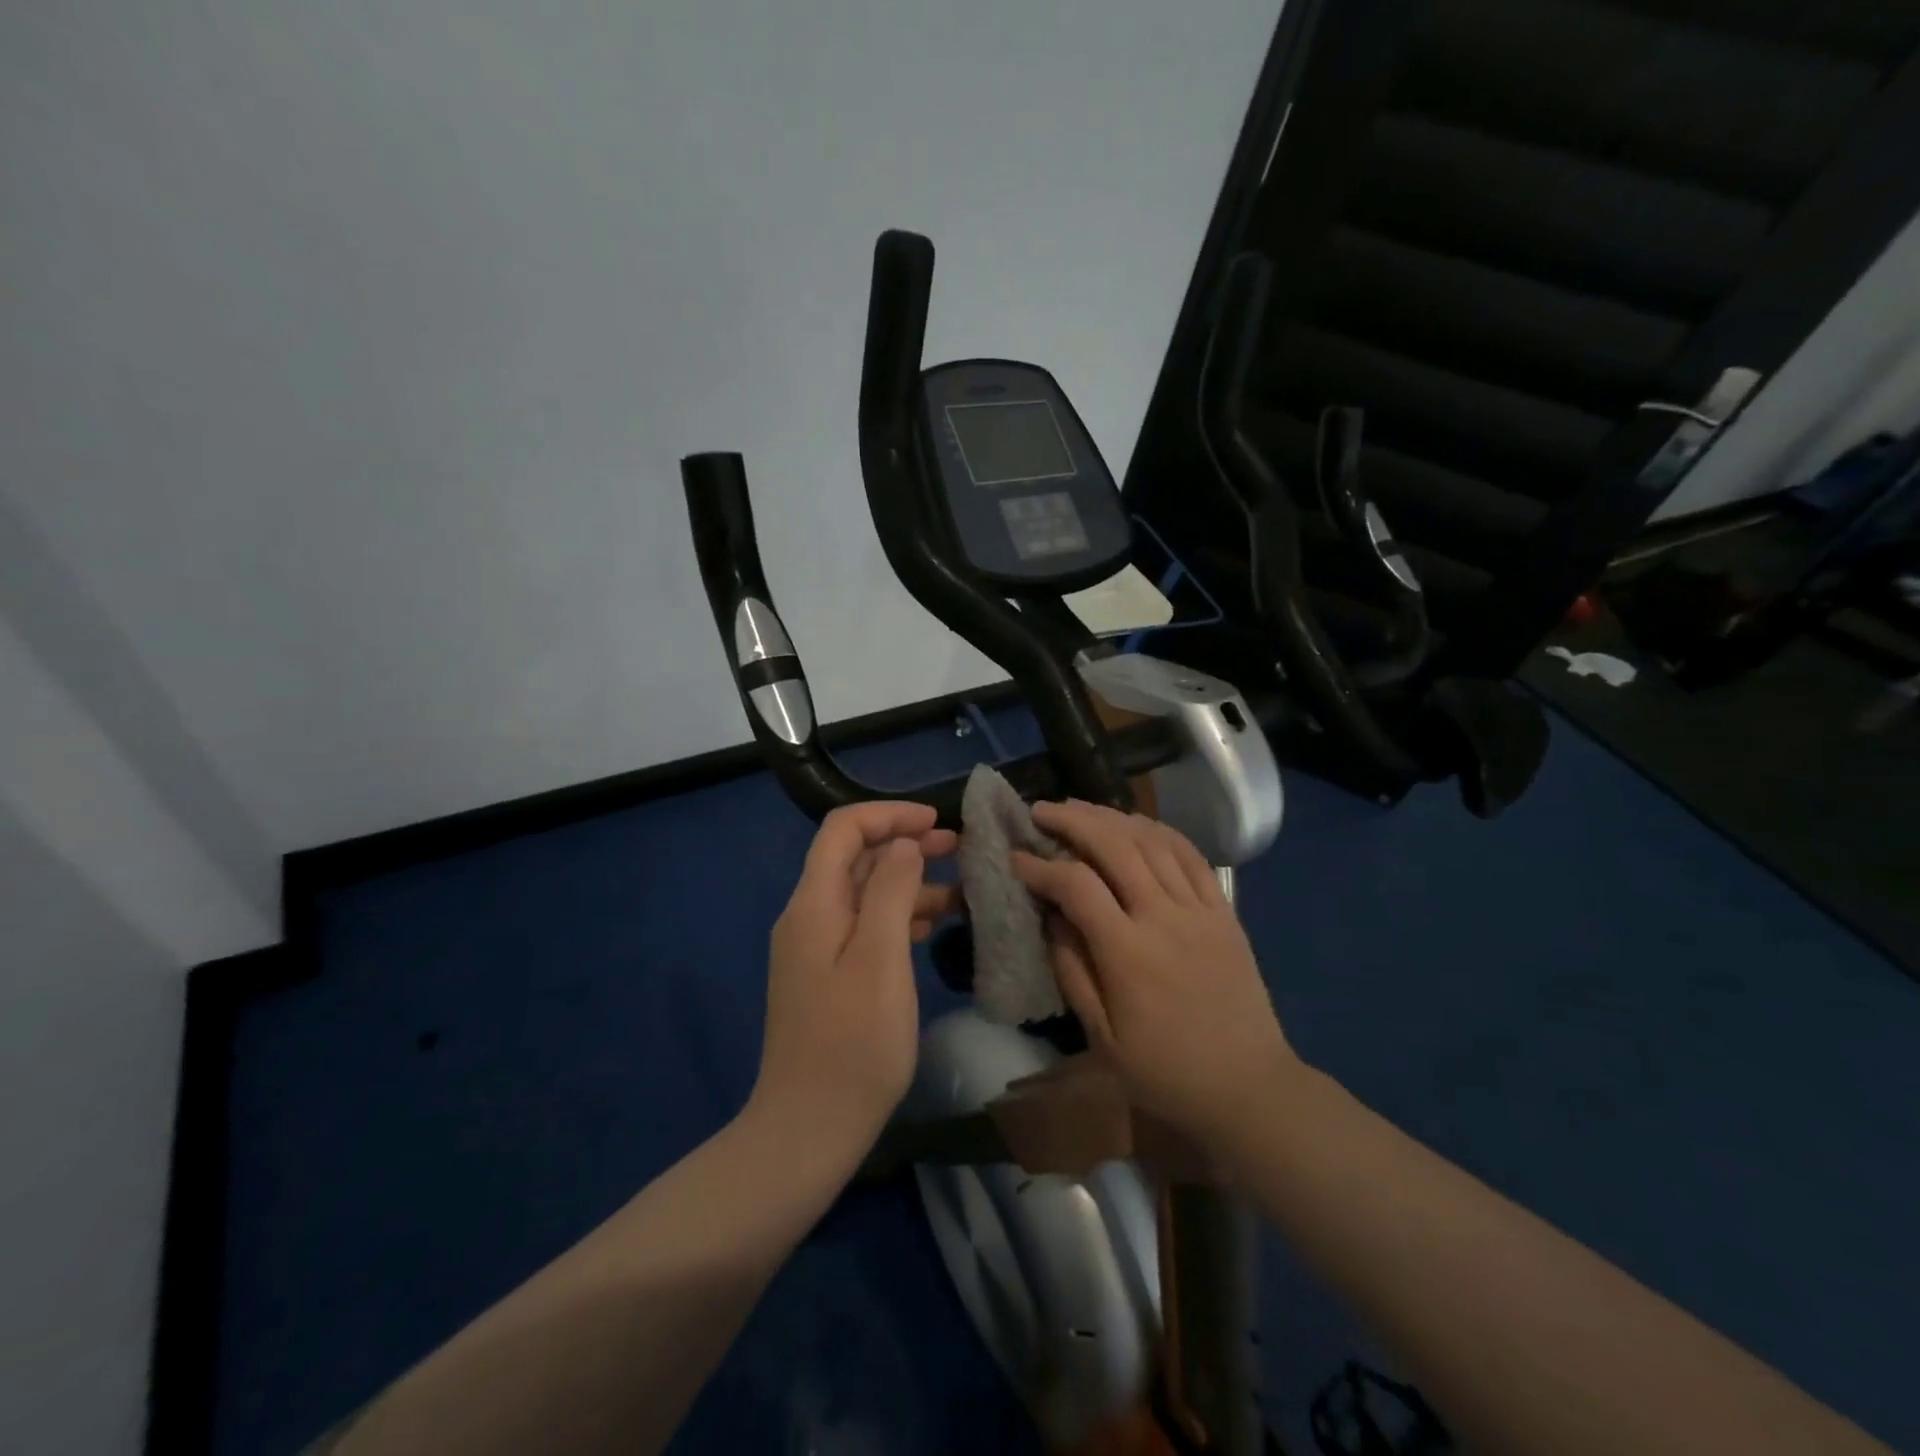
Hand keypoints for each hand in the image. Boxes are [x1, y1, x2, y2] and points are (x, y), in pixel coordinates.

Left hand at [751, 802, 958, 1153]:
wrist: (808, 1130)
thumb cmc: (853, 1044)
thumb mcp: (881, 959)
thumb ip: (891, 891)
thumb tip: (903, 844)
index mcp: (814, 904)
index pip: (843, 830)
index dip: (889, 815)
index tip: (936, 822)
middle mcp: (809, 917)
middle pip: (855, 859)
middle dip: (905, 844)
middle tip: (959, 848)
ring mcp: (816, 949)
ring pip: (864, 895)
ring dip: (908, 883)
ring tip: (961, 889)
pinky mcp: (828, 977)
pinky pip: (866, 929)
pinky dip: (900, 918)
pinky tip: (934, 927)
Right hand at [1012, 801, 1298, 1151]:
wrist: (1249, 1087)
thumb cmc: (1166, 1071)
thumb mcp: (1103, 1038)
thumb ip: (1072, 970)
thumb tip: (1050, 916)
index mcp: (1129, 954)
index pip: (1076, 887)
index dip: (1040, 866)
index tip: (1015, 858)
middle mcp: (1164, 918)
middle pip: (1114, 847)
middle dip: (1072, 821)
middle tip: (1040, 811)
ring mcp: (1199, 909)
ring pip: (1152, 841)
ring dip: (1111, 817)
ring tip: (1080, 808)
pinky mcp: (1223, 910)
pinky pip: (1191, 855)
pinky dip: (1159, 830)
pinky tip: (1135, 823)